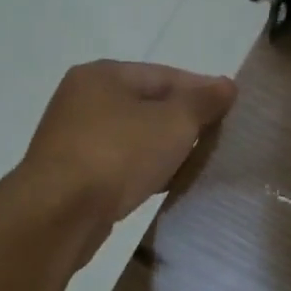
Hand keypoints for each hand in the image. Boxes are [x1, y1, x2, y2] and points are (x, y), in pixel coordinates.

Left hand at [17, 60, 236, 238]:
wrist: (58, 215)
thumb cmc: (118, 155)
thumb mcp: (173, 122)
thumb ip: (203, 101)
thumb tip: (226, 85)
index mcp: (103, 75)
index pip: (165, 75)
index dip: (201, 90)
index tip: (232, 109)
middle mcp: (82, 99)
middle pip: (147, 104)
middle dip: (183, 121)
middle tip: (216, 138)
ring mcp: (72, 138)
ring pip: (132, 136)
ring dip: (163, 148)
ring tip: (195, 163)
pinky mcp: (70, 174)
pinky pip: (118, 164)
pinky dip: (142, 169)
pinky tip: (164, 184)